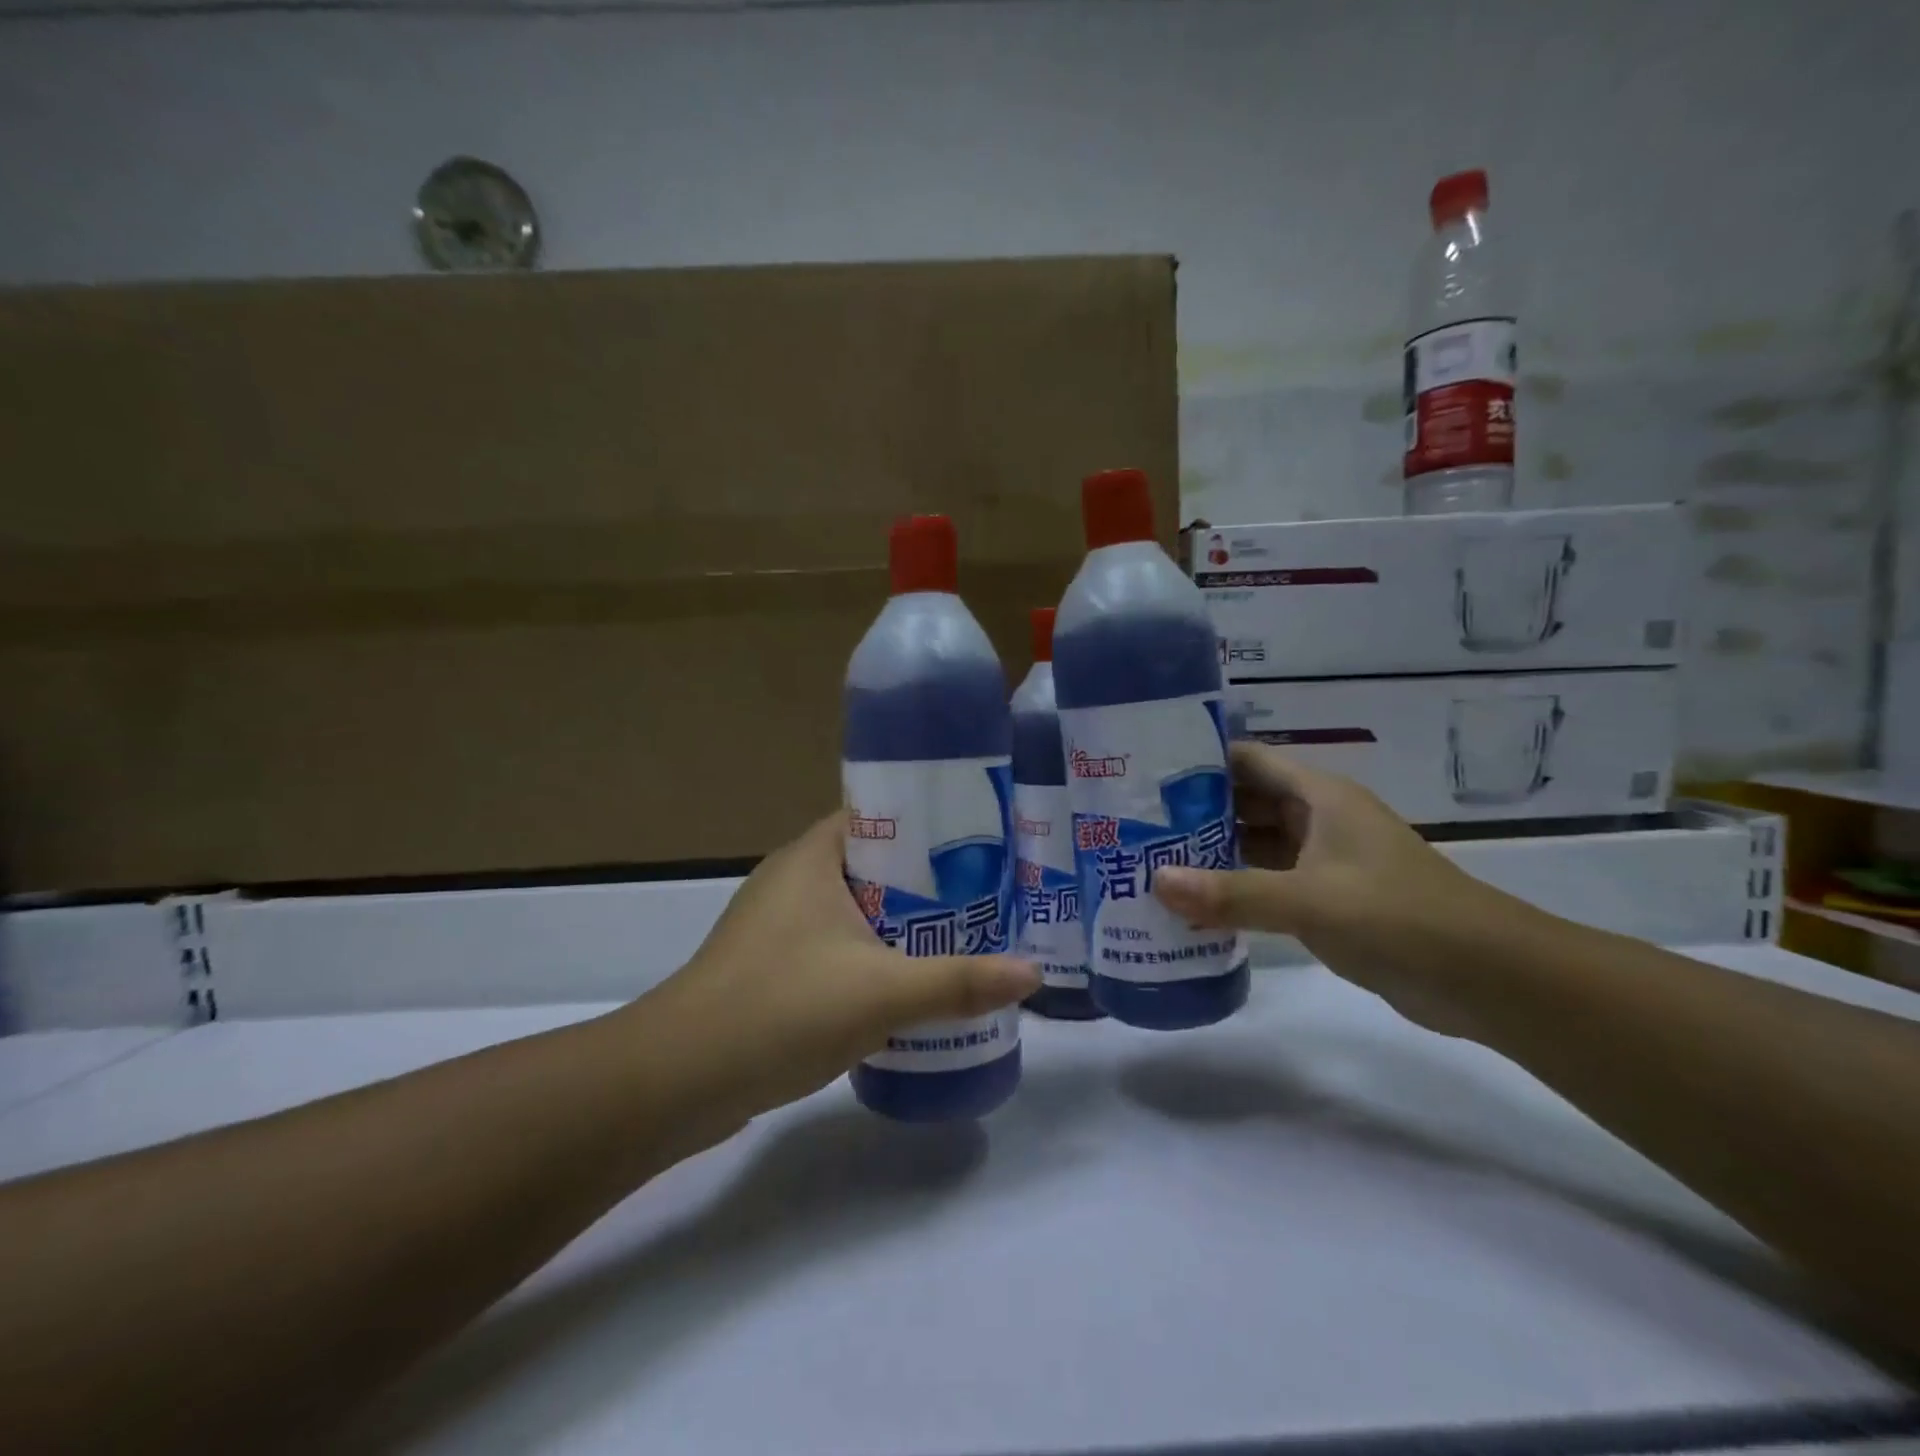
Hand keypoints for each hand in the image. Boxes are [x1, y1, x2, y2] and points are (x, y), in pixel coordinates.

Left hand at [625, 812, 1038, 1129]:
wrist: (678, 1081)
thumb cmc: (781, 1008)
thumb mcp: (881, 992)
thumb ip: (959, 982)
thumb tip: (1033, 974)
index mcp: (813, 857)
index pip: (881, 814)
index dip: (934, 823)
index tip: (986, 842)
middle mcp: (794, 878)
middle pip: (877, 864)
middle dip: (932, 880)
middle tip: (991, 894)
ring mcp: (779, 925)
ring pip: (859, 909)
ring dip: (906, 922)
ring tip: (967, 935)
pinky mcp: (775, 967)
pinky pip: (840, 945)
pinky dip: (877, 955)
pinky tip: (912, 982)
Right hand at [1152, 744, 1511, 1031]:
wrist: (1487, 978)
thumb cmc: (1399, 917)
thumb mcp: (1310, 900)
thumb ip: (1232, 893)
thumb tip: (1156, 883)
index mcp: (1318, 797)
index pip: (1246, 760)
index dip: (1198, 761)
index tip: (1144, 773)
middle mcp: (1318, 819)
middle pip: (1244, 802)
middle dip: (1193, 812)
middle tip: (1134, 824)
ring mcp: (1323, 861)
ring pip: (1253, 845)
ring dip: (1210, 853)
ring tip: (1149, 862)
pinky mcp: (1327, 899)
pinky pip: (1267, 883)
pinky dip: (1233, 889)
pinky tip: (1193, 904)